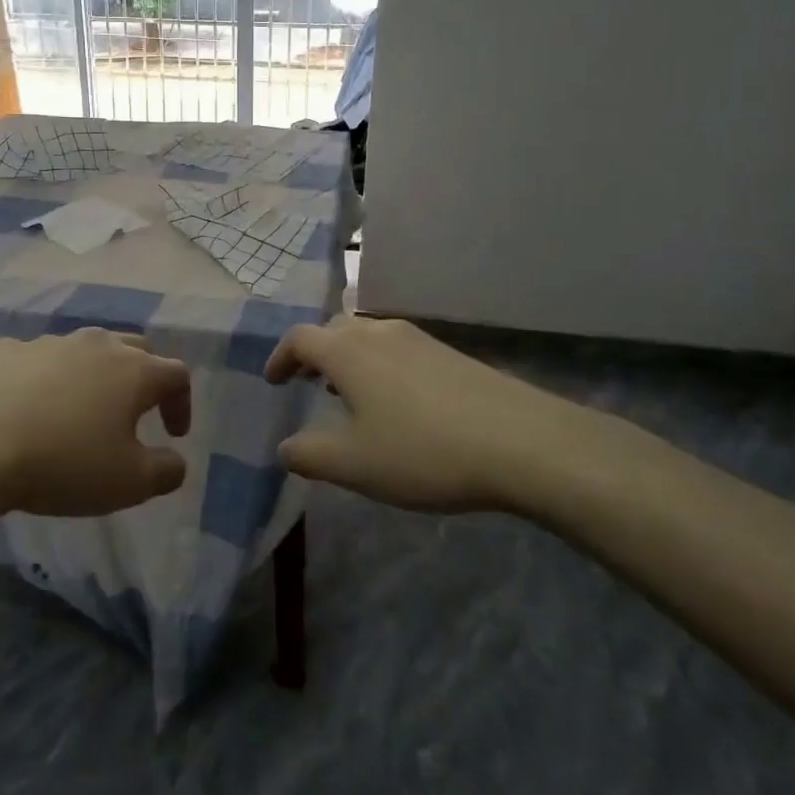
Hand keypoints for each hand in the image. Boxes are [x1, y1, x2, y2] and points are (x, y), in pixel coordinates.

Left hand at [0, 329, 189, 516]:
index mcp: (134, 371)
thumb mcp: (129, 483)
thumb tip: (175, 460)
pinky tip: (29, 407)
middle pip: (135, 348)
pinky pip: (37, 360)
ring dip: (93, 375)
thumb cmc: (63, 463)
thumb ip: (165, 471)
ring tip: (80, 410)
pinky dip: (45, 378)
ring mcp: (48, 342)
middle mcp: (96, 344)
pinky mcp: (5, 350)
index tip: (173, 435)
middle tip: (135, 412)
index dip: (182, 403)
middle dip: (143, 377)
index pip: (176, 374)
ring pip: (84, 349)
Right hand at [265, 316, 597, 513]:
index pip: (299, 339)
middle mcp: (379, 332)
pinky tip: (395, 402)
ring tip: (347, 392)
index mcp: (347, 351)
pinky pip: (398, 350)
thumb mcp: (354, 464)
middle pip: (334, 330)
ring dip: (348, 359)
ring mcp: (419, 339)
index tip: (272, 382)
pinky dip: (379, 366)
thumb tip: (283, 448)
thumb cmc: (423, 450)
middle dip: (314, 354)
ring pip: (368, 337)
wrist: (522, 442)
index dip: (279, 358)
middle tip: (306, 382)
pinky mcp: (450, 354)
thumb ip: (309, 456)